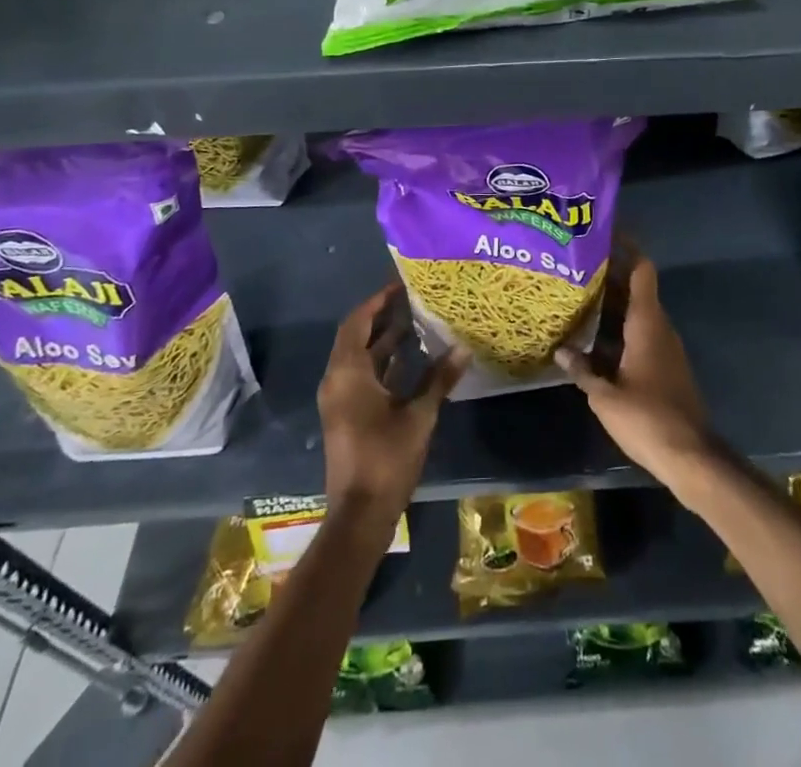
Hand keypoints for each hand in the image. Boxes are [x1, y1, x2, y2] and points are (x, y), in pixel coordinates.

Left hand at [318, 284, 467, 517]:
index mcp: (348, 373)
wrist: (360, 515)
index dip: (378, 301)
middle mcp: (337, 380)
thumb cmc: (386, 459)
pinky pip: (362, 375)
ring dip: (384, 340)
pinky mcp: (347, 415)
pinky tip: (411, 359)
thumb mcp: (419, 415)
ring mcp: (340, 399)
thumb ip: (439, 379)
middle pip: (357, 336)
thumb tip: (463, 348)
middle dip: (382, 316)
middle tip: (412, 298)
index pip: (358, 322)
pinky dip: (383, 363)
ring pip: (360, 357)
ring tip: (416, 321)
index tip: (401, 285)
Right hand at [555, 253, 713, 484]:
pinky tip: (591, 339)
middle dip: (608, 274)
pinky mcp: (664, 366)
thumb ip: (582, 370)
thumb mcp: (605, 397)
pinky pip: (638, 334)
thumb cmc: (647, 419)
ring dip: (611, 303)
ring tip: (576, 296)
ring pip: (635, 312)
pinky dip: (617, 328)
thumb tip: (560, 350)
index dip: (626, 246)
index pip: (641, 269)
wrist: (691, 456)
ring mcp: (664, 347)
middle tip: (575, 265)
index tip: (603, 232)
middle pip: (635, 288)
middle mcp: (658, 327)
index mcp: (647, 323)